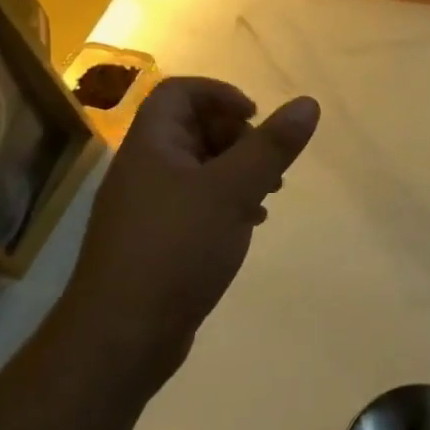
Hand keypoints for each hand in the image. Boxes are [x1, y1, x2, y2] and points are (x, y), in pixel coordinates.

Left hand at [55, 77, 319, 380]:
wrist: (121, 337)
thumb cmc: (176, 249)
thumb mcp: (233, 190)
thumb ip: (272, 146)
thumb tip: (308, 103)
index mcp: (151, 145)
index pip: (179, 92)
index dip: (220, 94)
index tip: (257, 117)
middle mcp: (144, 169)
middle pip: (192, 127)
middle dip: (238, 137)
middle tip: (269, 163)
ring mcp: (148, 207)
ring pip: (199, 168)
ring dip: (238, 171)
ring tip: (268, 194)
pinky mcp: (157, 240)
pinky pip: (196, 203)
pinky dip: (226, 202)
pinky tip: (249, 224)